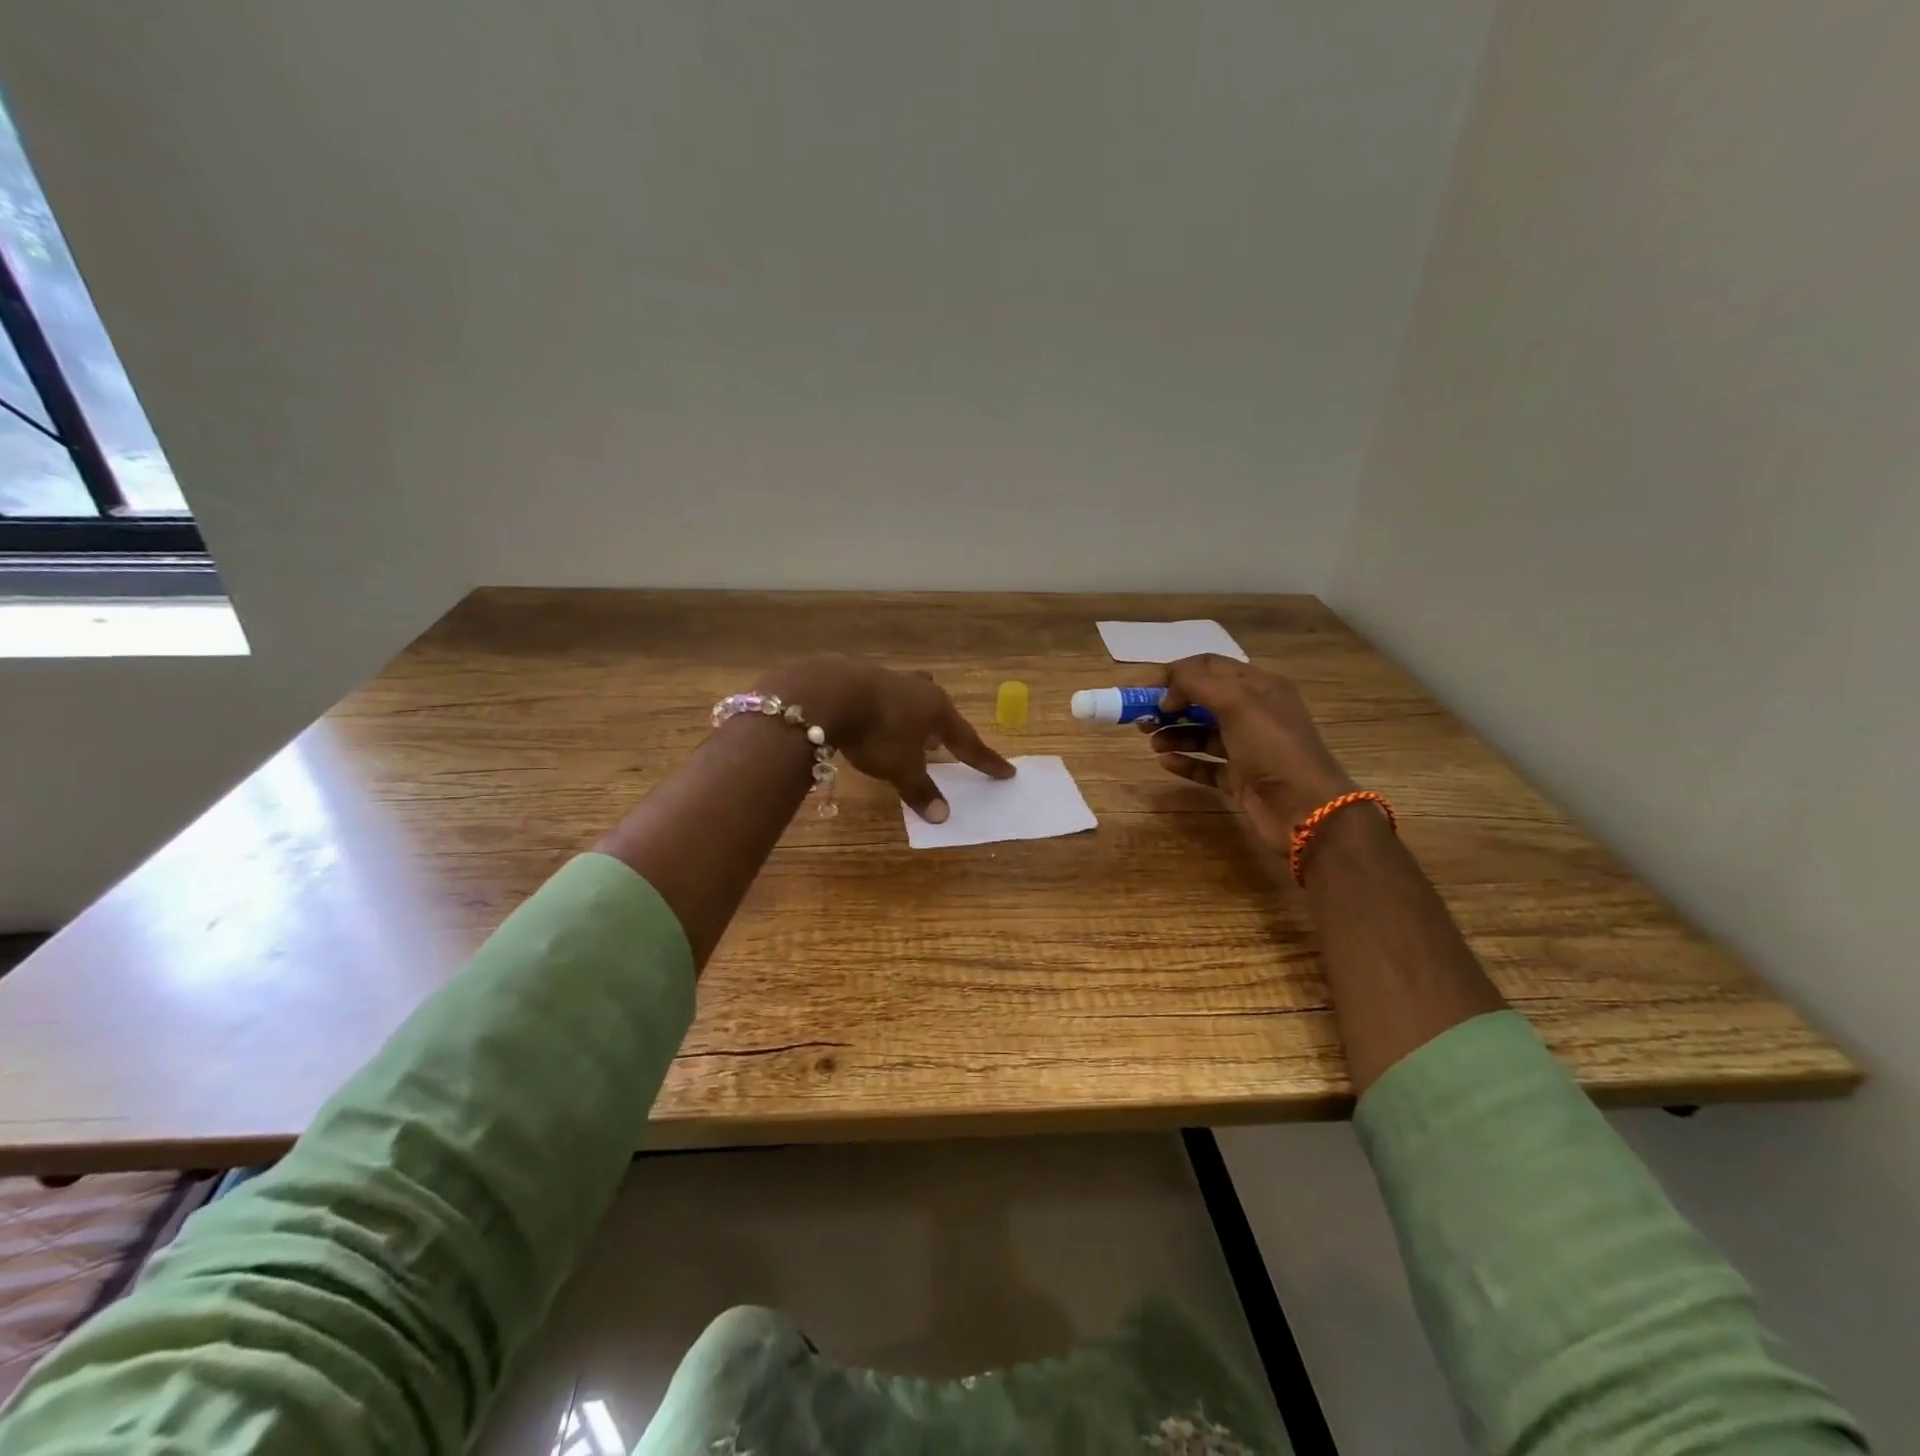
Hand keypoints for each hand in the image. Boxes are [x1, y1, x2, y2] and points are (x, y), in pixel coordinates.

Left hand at [757, 656, 1014, 821]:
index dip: (986, 760)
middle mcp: (919, 689)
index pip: (968, 741)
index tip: (1007, 771)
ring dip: (913, 716)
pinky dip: (885, 711)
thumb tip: (943, 817)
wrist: (829, 693)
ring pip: (910, 699)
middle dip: (942, 728)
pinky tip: (871, 721)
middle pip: (938, 710)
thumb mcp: (901, 768)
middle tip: (941, 744)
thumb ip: (921, 791)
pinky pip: (882, 696)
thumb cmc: (878, 732)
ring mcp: (889, 678)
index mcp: (938, 710)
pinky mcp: (860, 677)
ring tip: (907, 732)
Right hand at [1141, 655, 1355, 847]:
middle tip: (1142, 719)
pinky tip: (1165, 762)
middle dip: (1170, 706)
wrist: (1306, 809)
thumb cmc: (1273, 748)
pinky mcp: (1241, 778)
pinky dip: (1186, 762)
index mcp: (1259, 687)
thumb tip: (1167, 693)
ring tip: (1153, 742)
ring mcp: (1248, 748)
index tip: (1143, 690)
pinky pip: (1207, 765)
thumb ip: (1196, 685)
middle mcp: (1254, 713)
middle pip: (1202, 700)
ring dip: (1174, 733)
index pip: (1208, 667)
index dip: (1174, 674)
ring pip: (1202, 733)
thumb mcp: (1237, 703)